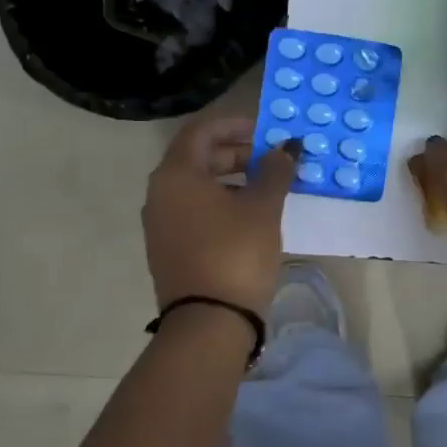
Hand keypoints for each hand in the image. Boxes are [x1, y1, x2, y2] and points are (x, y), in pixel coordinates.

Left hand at [143, 114, 296, 315]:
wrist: (209, 322)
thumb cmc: (236, 252)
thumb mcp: (263, 207)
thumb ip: (275, 171)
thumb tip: (287, 148)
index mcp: (177, 175)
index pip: (201, 131)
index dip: (234, 125)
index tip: (265, 132)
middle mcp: (160, 193)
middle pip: (197, 158)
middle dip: (236, 153)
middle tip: (272, 161)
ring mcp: (160, 223)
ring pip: (196, 186)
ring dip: (231, 179)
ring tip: (267, 188)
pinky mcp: (168, 247)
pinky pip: (193, 210)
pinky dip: (220, 202)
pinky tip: (249, 217)